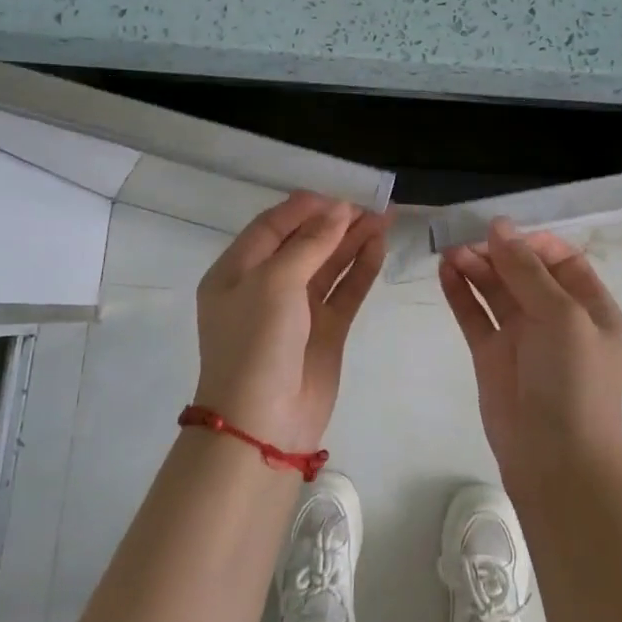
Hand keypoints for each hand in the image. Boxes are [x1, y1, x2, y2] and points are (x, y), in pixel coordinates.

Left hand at [194, 193, 390, 453]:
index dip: (304, 209)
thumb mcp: (275, 283)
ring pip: (328, 266)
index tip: (339, 196)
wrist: (263, 424)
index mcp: (236, 271)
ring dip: (353, 242)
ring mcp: (296, 311)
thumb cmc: (256, 343)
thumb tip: (340, 209)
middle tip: (372, 206)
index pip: (271, 227)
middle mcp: (264, 287)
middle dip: (335, 223)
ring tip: (385, 219)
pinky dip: (360, 270)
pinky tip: (379, 248)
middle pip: (303, 243)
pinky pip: (344, 292)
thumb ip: (310, 243)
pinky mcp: (324, 332)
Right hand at [439, 220, 621, 497]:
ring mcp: (522, 336)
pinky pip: (475, 314)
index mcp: (589, 306)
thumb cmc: (572, 381)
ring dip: (475, 268)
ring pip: (496, 289)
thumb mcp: (561, 316)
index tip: (501, 232)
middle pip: (523, 271)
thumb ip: (527, 270)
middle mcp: (556, 317)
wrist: (555, 461)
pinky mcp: (492, 355)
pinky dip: (460, 293)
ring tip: (449, 251)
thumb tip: (499, 225)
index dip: (531, 242)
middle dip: (497, 252)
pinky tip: (444, 271)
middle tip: (464, 238)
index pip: (560, 259)